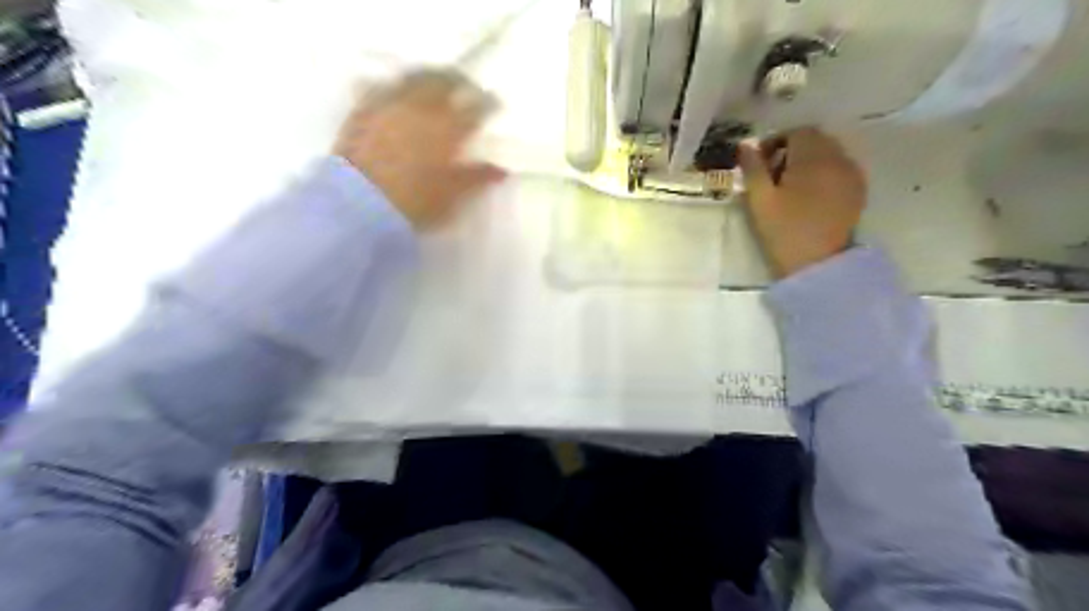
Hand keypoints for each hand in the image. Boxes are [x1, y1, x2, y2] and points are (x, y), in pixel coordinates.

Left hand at [334, 69, 508, 229]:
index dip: (487, 104)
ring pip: (412, 78)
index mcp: (447, 129)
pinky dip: (395, 87)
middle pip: (443, 81)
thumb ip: (476, 178)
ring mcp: (389, 106)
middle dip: (457, 81)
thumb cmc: (414, 204)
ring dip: (427, 78)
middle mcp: (420, 108)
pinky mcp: (362, 111)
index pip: (475, 108)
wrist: (358, 208)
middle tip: (465, 87)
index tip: (493, 104)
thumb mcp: (452, 196)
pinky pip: (382, 88)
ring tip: (433, 85)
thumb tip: (501, 170)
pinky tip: (397, 95)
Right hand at [740, 130, 868, 278]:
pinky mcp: (858, 191)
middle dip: (794, 148)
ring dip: (810, 160)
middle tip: (774, 172)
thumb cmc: (783, 231)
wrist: (817, 264)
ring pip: (830, 153)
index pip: (797, 132)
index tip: (761, 161)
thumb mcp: (760, 200)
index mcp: (813, 158)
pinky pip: (841, 168)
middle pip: (817, 139)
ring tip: (791, 185)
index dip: (776, 141)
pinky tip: (811, 194)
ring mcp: (852, 175)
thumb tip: (745, 145)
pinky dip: (825, 172)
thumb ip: (753, 168)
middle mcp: (838, 159)